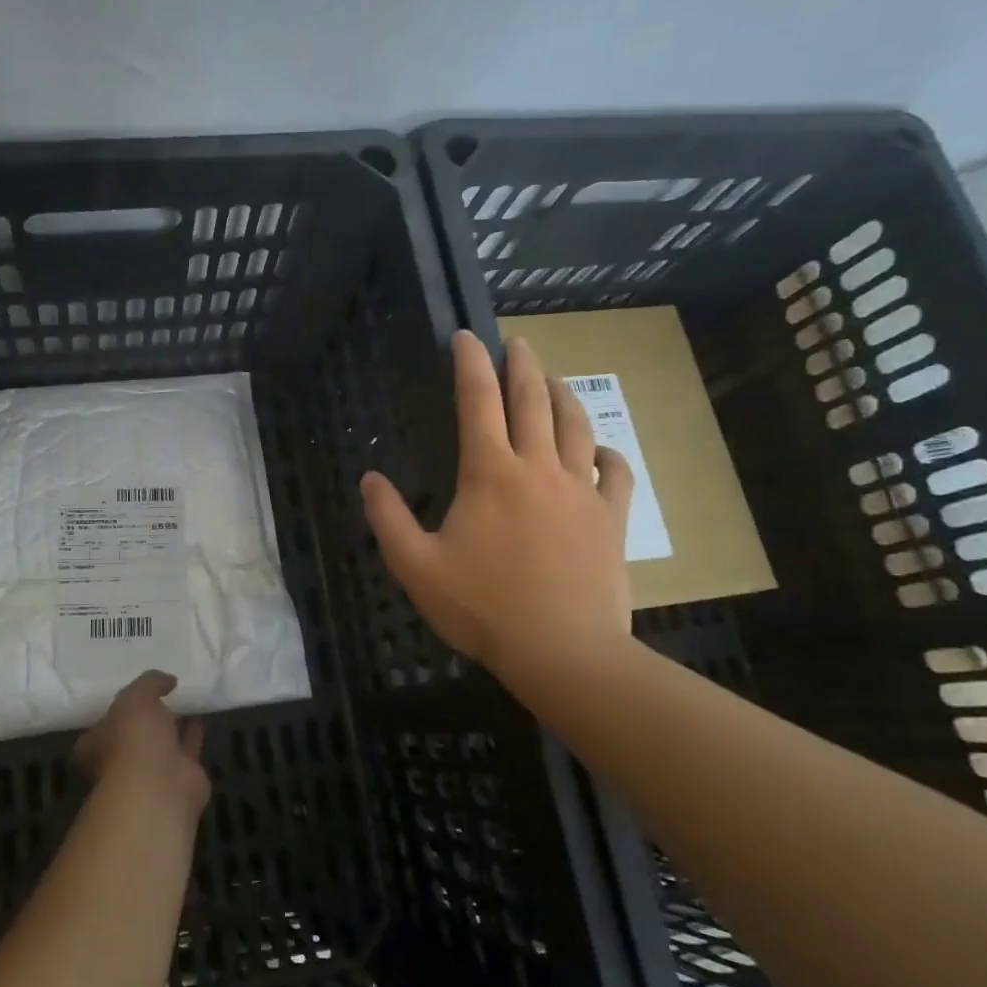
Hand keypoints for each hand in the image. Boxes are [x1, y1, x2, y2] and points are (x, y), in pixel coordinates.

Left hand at [74, 670, 210, 826]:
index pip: (103, 723)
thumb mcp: (135, 698)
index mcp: (97, 744)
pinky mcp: (181, 778)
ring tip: (187, 698)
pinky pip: (188, 748)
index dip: (118, 708)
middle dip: (149, 716)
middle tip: (164, 692)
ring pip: (164, 741)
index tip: (135, 692)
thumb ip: (149, 683)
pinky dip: (194, 733)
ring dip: (174, 723)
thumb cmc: (132, 741)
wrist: (160, 788)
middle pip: (136, 734)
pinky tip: (201, 714)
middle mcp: (122, 761)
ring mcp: (152, 772)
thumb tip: (167, 680)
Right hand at [360, 330, 634, 681]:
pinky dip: (606, 451)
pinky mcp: (612, 517)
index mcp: (489, 473)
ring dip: (562, 395)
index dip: (470, 363)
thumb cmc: (483, 608)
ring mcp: (582, 490)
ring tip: (552, 378)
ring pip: (575, 425)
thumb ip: (388, 518)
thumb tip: (370, 478)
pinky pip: (616, 470)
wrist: (563, 651)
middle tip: (516, 342)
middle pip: (532, 400)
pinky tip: (597, 449)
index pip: (478, 401)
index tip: (466, 335)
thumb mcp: (416, 567)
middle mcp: (538, 468)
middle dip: (521, 364)